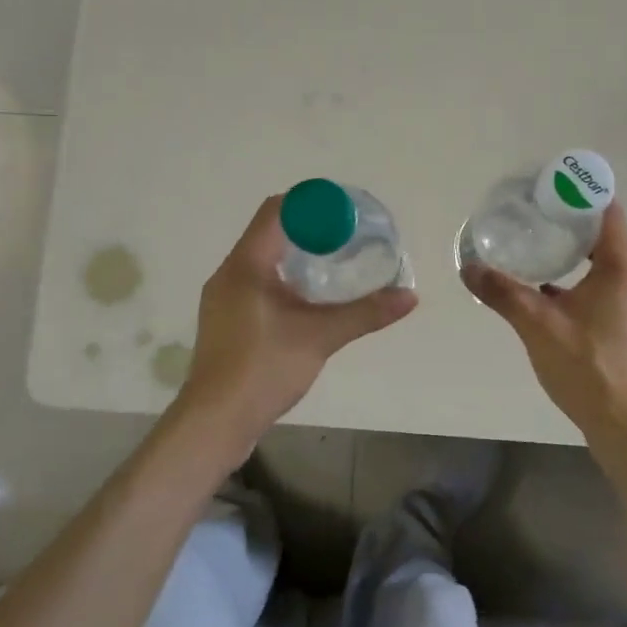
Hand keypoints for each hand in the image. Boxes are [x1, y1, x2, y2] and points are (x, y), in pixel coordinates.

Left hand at [180, 195, 417, 440]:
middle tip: (347, 237)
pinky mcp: (226, 321)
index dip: (311, 204)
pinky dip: (284, 279)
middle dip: (309, 229)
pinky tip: (308, 300)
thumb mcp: (320, 337)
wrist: (215, 422)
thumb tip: (410, 297)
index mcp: (245, 264)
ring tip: (333, 263)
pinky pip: (257, 283)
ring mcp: (223, 298)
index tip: (345, 212)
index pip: (276, 211)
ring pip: (262, 260)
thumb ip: (365, 313)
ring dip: (296, 255)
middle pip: (270, 232)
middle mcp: (229, 273)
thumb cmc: (263, 369)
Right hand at [463, 203, 626, 446]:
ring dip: (576, 253)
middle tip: (535, 214)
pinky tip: (549, 292)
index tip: (549, 186)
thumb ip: (503, 293)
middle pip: (607, 236)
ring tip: (539, 247)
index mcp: (622, 270)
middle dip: (572, 222)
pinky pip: (605, 289)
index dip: (580, 194)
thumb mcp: (538, 326)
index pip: (608, 212)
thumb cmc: (587, 368)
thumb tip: (469, 267)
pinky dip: (581, 281)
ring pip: (606, 265)